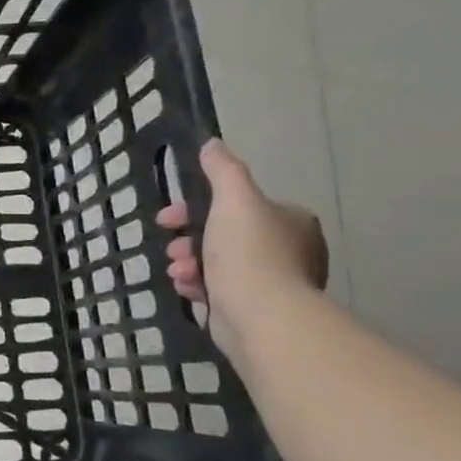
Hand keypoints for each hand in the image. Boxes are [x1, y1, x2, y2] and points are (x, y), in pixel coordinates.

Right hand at [155, 139, 327, 358]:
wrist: (261, 316)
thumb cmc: (249, 253)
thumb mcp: (234, 199)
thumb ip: (222, 170)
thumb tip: (212, 144)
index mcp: (291, 221)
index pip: (238, 205)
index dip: (196, 206)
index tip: (168, 217)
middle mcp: (290, 250)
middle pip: (224, 234)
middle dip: (189, 239)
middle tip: (172, 247)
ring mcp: (274, 282)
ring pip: (217, 263)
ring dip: (189, 263)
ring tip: (178, 272)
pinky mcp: (255, 309)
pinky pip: (219, 289)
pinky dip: (198, 286)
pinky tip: (187, 288)